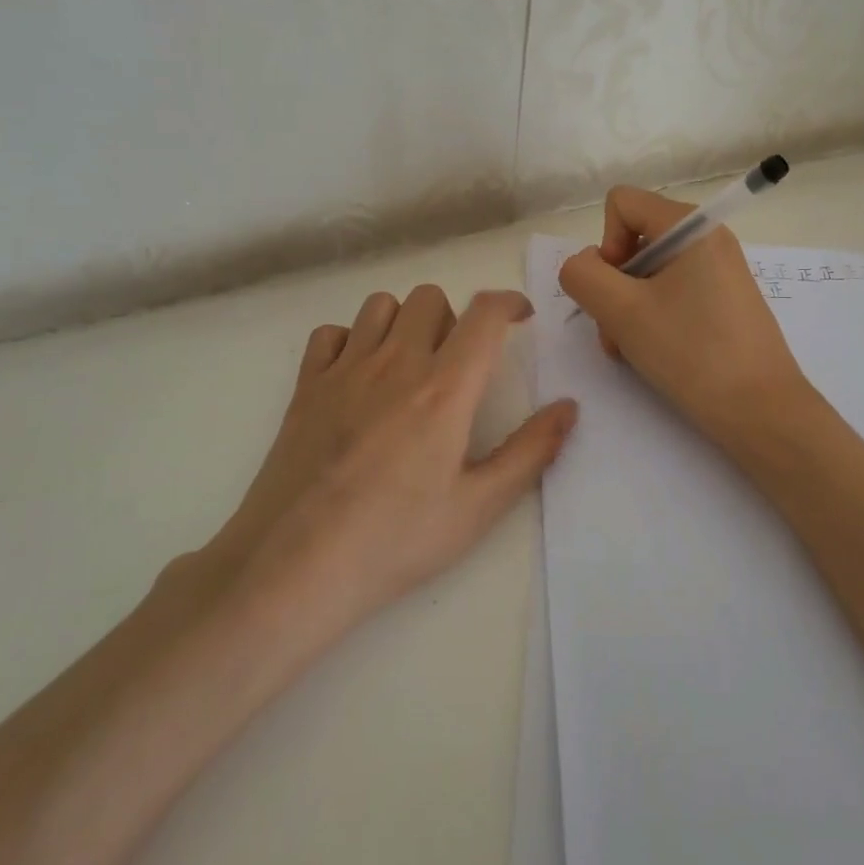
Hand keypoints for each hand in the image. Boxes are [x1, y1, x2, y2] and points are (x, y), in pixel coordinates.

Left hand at [199, 285, 577, 642]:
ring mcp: (344, 370)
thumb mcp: (478, 507)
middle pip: (430, 298)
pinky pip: (330, 333)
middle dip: (454, 318)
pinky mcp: (305, 386)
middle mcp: (396, 363)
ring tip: (408, 366)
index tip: (520, 316)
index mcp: (445, 389)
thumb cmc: (395, 540)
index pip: (484, 314)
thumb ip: (530, 451)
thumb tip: (569, 408)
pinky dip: (350, 342)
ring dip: (404, 324)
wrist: (294, 566)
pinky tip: (357, 379)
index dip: (509, 302)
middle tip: (457, 363)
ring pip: (381, 306)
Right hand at [557, 186, 813, 447]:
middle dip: (614, 286)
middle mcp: (709, 239)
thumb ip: (583, 275)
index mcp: (692, 226)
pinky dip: (652, 318)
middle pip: (635, 241)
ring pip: (649, 274)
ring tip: (632, 350)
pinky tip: (655, 353)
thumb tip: (585, 265)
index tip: (618, 290)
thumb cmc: (692, 353)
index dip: (606, 245)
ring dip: (628, 309)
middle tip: (617, 332)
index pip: (622, 204)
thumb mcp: (622, 311)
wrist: (761, 411)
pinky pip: (672, 293)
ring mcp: (718, 271)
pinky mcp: (723, 301)